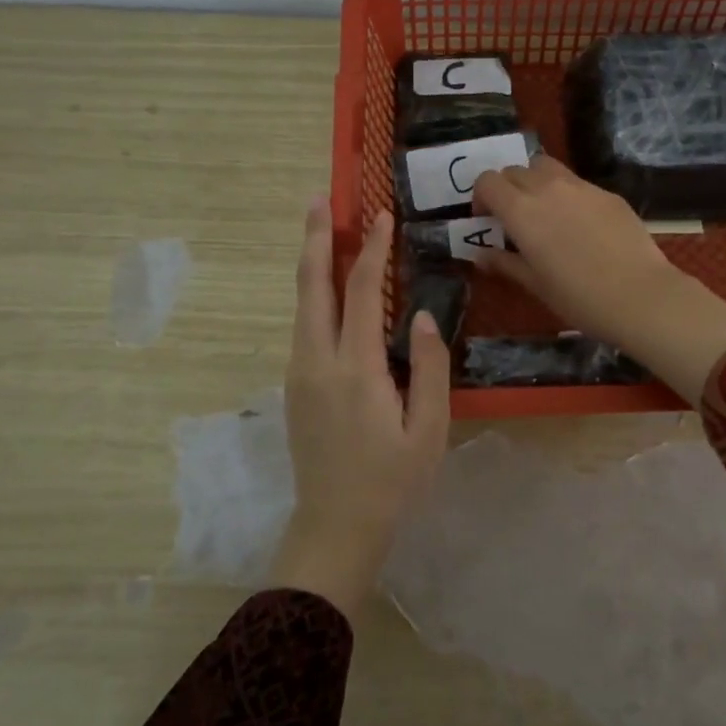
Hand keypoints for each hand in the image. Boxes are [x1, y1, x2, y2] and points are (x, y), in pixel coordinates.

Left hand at [272, 200, 449, 617]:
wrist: (335, 526)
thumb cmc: (392, 481)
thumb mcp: (429, 429)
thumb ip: (429, 368)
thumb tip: (419, 316)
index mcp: (355, 369)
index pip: (360, 292)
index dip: (371, 250)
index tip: (381, 215)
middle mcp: (317, 361)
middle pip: (311, 286)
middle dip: (315, 238)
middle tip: (318, 199)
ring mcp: (300, 372)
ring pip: (301, 303)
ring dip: (312, 262)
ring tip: (322, 229)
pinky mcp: (295, 384)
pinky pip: (304, 325)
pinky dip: (314, 293)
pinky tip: (328, 285)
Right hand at [471, 158, 725, 406]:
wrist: (639, 296)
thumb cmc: (577, 297)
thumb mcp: (534, 284)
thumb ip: (504, 263)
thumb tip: (480, 255)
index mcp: (521, 210)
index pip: (488, 181)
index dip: (481, 197)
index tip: (487, 221)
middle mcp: (547, 187)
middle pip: (514, 170)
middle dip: (507, 189)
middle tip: (514, 219)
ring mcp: (581, 186)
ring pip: (546, 167)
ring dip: (535, 182)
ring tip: (544, 213)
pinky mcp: (607, 193)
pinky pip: (577, 183)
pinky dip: (566, 194)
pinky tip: (581, 225)